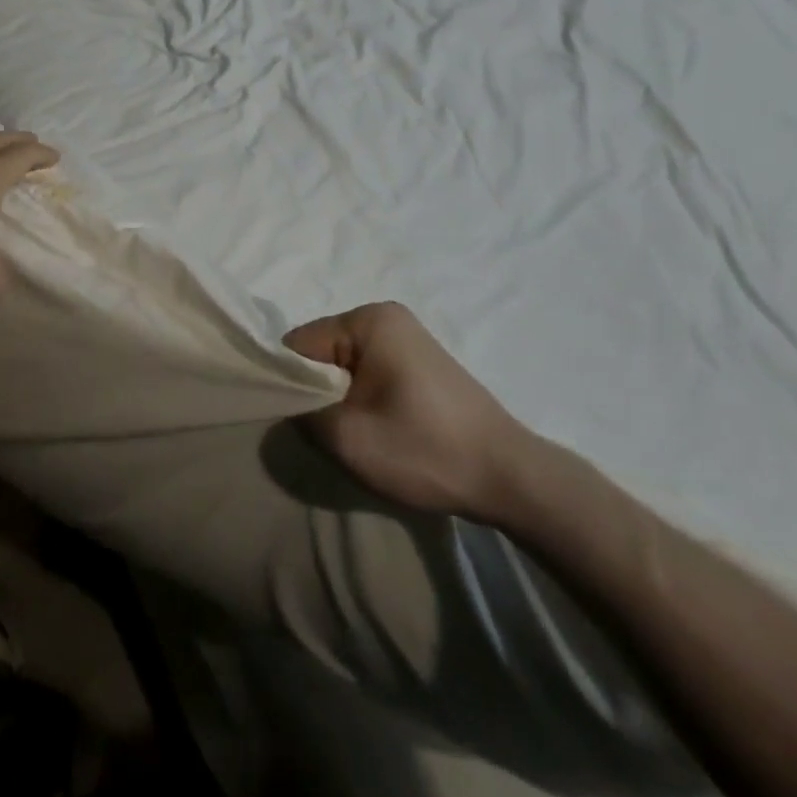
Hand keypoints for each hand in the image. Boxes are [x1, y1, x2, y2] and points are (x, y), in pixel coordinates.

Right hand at [285, 302, 536, 517]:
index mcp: (368, 320)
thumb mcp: (347, 437)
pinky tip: (376, 432)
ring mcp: (408, 339)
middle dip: (314, 392)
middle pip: (322, 353)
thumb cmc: (425, 450)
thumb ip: (299, 414)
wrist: (511, 479)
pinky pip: (370, 374)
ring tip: (351, 436)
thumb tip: (285, 406)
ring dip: (339, 400)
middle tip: (322, 434)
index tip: (288, 420)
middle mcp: (386, 317)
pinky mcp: (421, 365)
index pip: (299, 344)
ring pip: (345, 367)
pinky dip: (362, 401)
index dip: (287, 383)